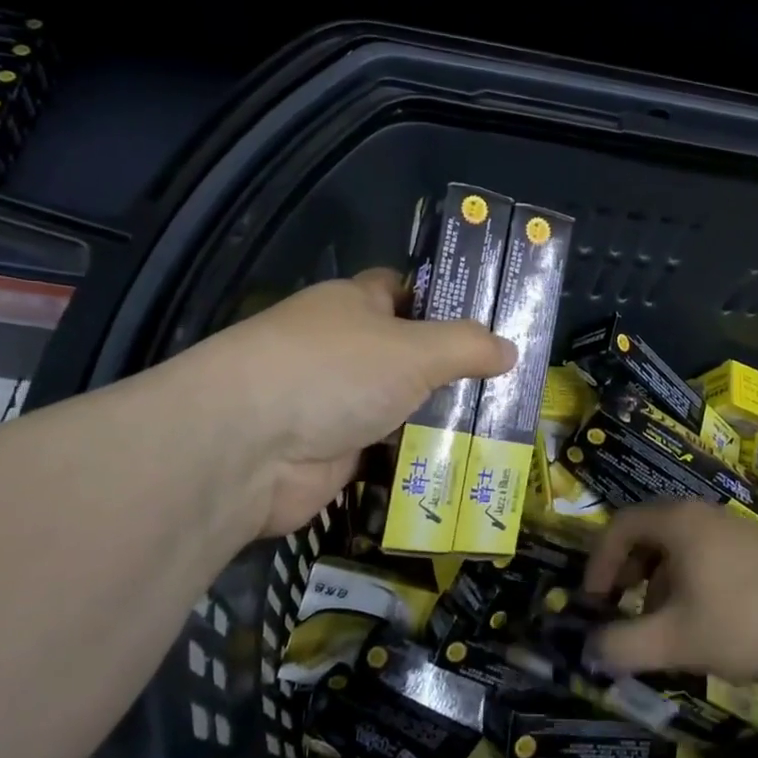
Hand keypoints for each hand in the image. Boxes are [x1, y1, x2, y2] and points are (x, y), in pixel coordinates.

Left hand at [170, 268, 514, 536]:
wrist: (248, 449)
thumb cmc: (335, 372)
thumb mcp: (415, 349)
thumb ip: (466, 346)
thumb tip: (510, 349)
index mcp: (353, 305)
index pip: (402, 290)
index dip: (443, 300)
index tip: (489, 319)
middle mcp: (343, 349)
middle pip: (408, 354)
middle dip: (453, 370)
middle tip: (509, 384)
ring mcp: (336, 403)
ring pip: (401, 406)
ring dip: (439, 420)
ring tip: (500, 429)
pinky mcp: (333, 453)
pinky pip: (388, 451)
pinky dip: (417, 459)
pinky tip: (462, 467)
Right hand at [582, 502, 757, 681]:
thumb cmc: (744, 623)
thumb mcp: (675, 641)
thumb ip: (623, 646)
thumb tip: (590, 649)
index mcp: (678, 522)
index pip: (620, 526)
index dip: (598, 562)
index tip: (594, 601)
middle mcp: (703, 514)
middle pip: (648, 533)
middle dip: (627, 572)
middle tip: (622, 608)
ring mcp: (734, 528)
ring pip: (678, 546)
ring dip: (658, 581)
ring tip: (662, 624)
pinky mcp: (757, 549)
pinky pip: (705, 555)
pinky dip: (687, 582)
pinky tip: (701, 622)